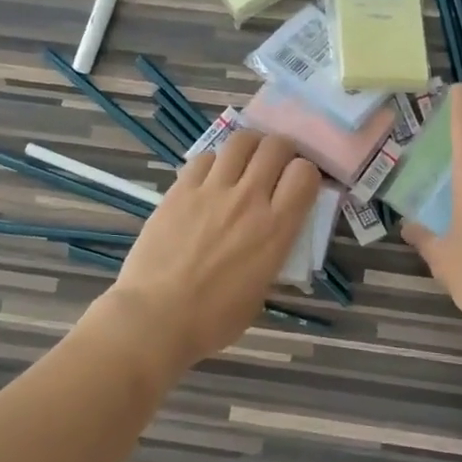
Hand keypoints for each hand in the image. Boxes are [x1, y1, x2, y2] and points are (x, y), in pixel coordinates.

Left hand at [102, 131, 320, 372]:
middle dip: (282, 149)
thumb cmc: (213, 319)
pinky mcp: (180, 189)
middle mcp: (248, 199)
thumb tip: (270, 239)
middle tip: (277, 163)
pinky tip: (210, 178)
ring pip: (240, 141)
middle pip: (275, 147)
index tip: (299, 184)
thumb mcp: (260, 291)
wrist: (156, 317)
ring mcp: (211, 190)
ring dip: (250, 146)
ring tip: (246, 159)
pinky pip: (204, 158)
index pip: (305, 174)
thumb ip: (271, 255)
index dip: (306, 173)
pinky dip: (214, 162)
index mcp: (275, 229)